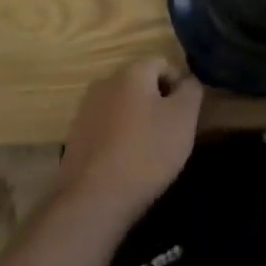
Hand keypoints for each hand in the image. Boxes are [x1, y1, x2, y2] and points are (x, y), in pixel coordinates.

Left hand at [56, 58, 202, 226]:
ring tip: (148, 152)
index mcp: (131, 72)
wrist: (92, 201)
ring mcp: (85, 110)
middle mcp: (105, 82)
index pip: (163, 63)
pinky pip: (106, 128)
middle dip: (158, 103)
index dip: (179, 85)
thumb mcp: (183, 118)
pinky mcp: (74, 138)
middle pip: (141, 84)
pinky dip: (119, 138)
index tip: (186, 115)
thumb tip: (188, 80)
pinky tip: (125, 164)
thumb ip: (191, 90)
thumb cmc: (146, 152)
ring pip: (122, 106)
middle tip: (170, 133)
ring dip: (137, 120)